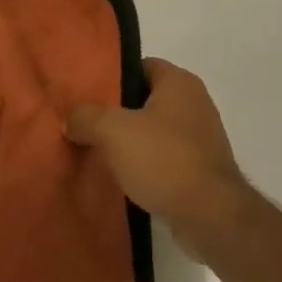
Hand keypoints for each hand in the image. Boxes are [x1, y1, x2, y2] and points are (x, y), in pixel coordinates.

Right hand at [65, 58, 251, 251]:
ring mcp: (200, 137)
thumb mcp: (113, 131)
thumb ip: (87, 117)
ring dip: (130, 142)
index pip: (141, 66)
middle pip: (146, 99)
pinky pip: (165, 158)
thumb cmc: (164, 159)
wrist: (210, 215)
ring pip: (154, 131)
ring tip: (98, 154)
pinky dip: (146, 165)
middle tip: (86, 126)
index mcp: (179, 82)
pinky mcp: (201, 169)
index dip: (113, 77)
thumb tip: (71, 118)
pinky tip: (123, 180)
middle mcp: (195, 103)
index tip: (87, 95)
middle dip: (117, 113)